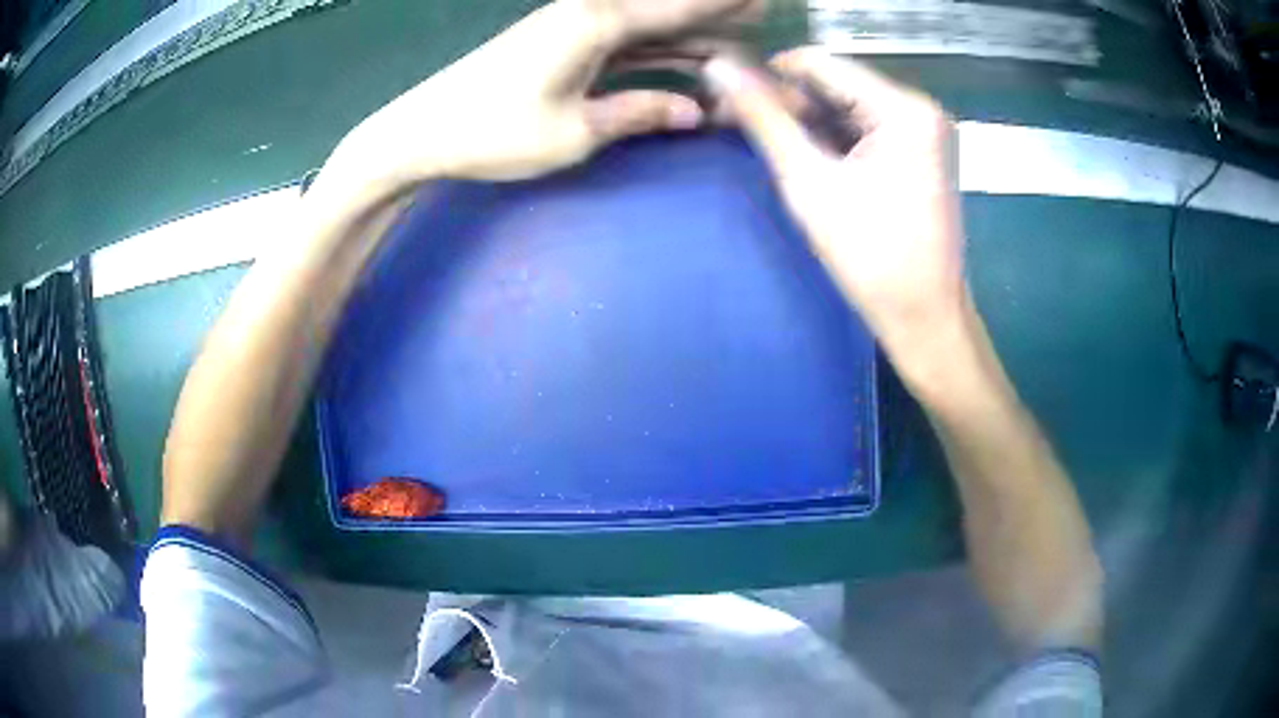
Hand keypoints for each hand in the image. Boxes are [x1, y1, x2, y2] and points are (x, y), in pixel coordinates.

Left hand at [324, 0, 759, 186]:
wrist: (423, 131)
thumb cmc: (495, 133)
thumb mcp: (575, 132)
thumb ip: (639, 113)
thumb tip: (696, 110)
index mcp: (598, 23)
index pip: (678, 7)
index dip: (725, 3)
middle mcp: (590, 13)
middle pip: (666, 9)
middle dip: (714, 12)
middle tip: (762, 12)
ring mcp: (573, 27)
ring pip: (648, 24)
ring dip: (691, 31)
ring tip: (737, 36)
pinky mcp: (561, 44)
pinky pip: (624, 41)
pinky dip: (657, 48)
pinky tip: (683, 55)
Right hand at [704, 49, 965, 369]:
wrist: (925, 317)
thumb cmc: (872, 257)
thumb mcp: (810, 182)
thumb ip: (764, 120)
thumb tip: (718, 71)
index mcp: (903, 108)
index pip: (821, 63)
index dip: (767, 73)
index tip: (726, 95)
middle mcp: (919, 108)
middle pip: (836, 83)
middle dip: (786, 100)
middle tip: (733, 122)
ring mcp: (924, 130)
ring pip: (848, 105)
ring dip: (805, 119)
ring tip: (763, 140)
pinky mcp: (921, 152)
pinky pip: (866, 128)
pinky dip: (832, 137)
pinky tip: (805, 154)